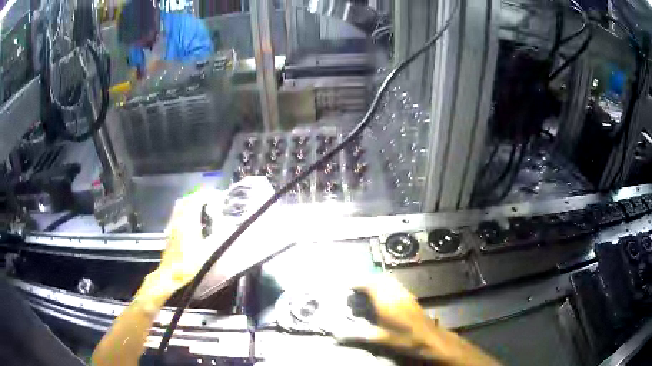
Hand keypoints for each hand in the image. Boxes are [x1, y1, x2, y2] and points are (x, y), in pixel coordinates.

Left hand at [153, 188, 223, 291]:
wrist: (170, 277)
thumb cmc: (189, 265)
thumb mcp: (209, 252)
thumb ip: (219, 237)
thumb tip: (230, 227)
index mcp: (187, 221)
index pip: (197, 199)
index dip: (208, 195)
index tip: (218, 197)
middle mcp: (178, 220)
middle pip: (187, 200)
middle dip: (199, 197)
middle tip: (211, 201)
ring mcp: (172, 226)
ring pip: (181, 207)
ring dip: (192, 204)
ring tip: (203, 209)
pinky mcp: (170, 234)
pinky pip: (177, 215)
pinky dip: (186, 212)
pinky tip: (193, 223)